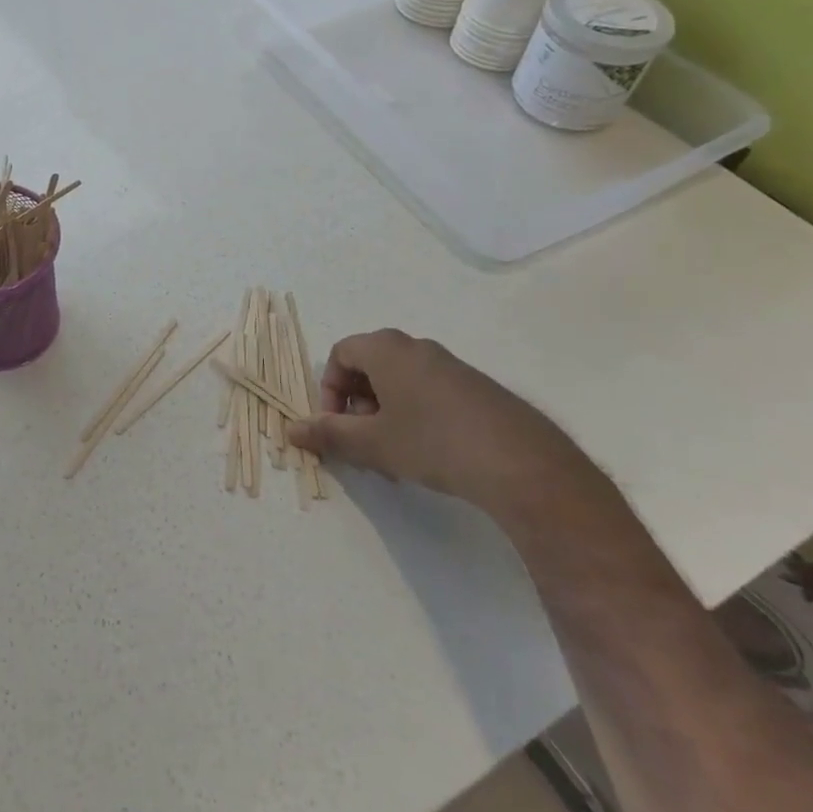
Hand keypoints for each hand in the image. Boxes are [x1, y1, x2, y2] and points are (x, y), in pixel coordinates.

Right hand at [286, 329, 604, 523]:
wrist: (522, 464)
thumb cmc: (432, 442)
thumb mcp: (371, 443)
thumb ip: (328, 434)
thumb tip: (290, 430)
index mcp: (387, 349)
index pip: (341, 353)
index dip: (330, 389)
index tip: (338, 425)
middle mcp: (418, 347)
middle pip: (371, 366)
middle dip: (358, 404)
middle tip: (364, 442)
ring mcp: (452, 366)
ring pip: (403, 381)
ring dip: (387, 412)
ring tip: (396, 454)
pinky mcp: (479, 389)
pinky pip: (432, 392)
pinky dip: (418, 415)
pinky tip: (432, 454)